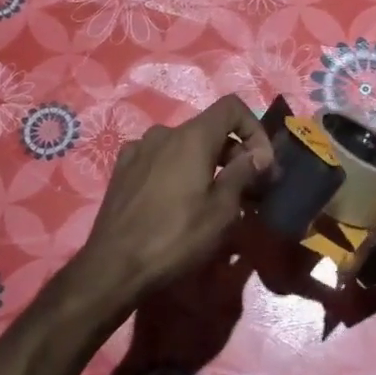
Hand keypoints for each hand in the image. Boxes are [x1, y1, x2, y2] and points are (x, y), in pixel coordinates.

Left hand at [73, 95, 274, 312]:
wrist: (113, 267)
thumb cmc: (175, 238)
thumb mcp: (221, 210)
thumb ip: (243, 174)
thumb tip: (259, 154)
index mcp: (192, 137)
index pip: (232, 107)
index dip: (254, 128)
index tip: (262, 163)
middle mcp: (164, 133)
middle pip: (209, 129)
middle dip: (234, 152)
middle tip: (249, 188)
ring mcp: (138, 150)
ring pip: (184, 146)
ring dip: (206, 164)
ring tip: (215, 198)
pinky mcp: (122, 170)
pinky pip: (161, 160)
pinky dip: (178, 171)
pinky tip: (178, 202)